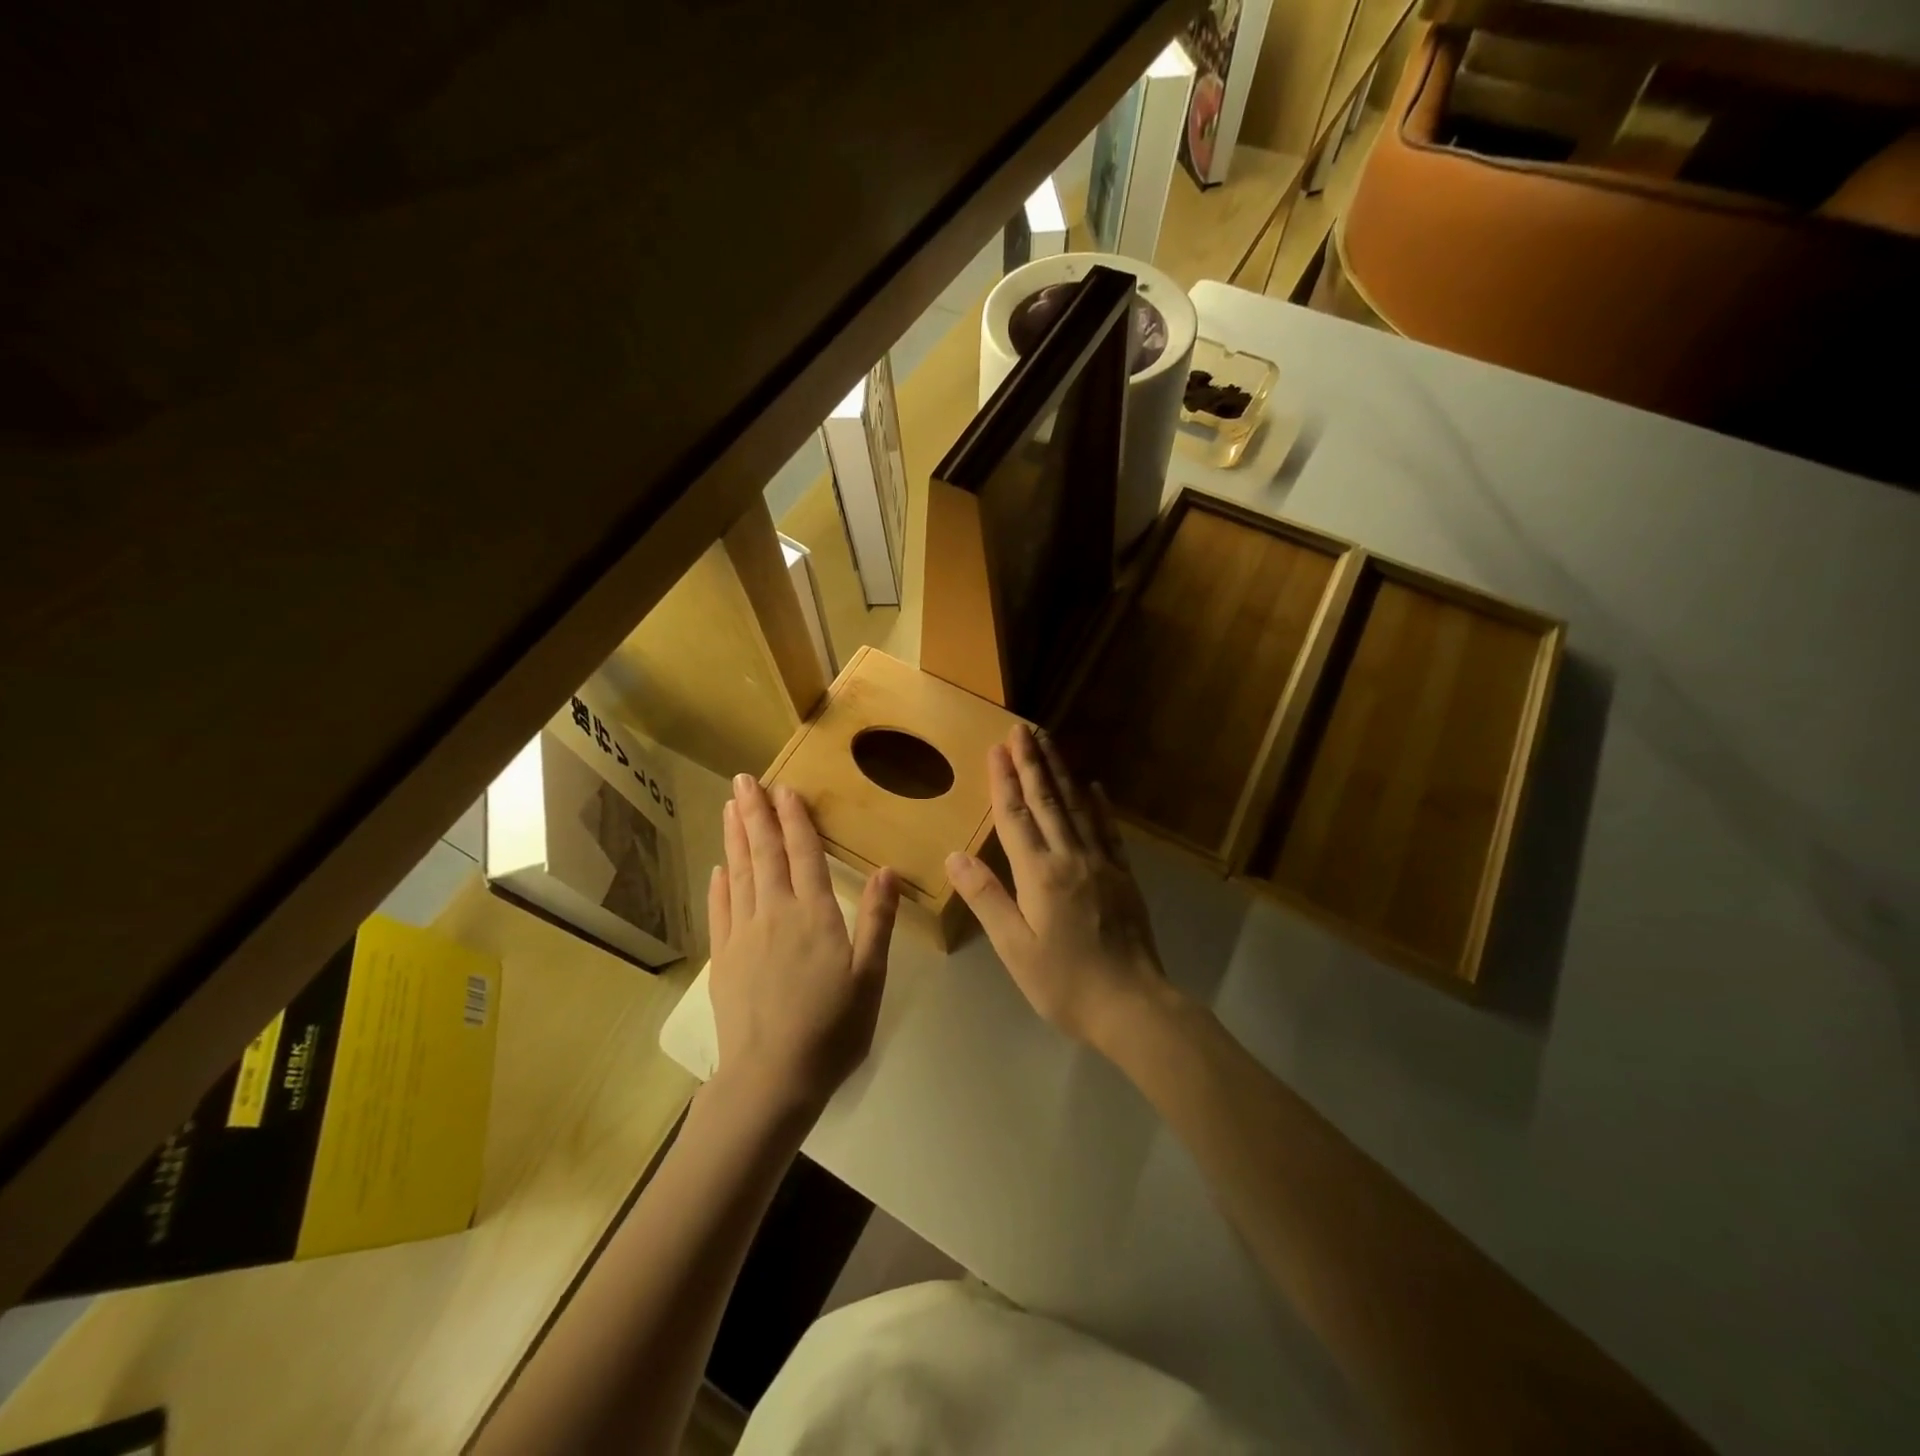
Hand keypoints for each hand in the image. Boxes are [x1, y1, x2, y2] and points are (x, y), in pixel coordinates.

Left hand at [708, 775, 898, 1118]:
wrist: (771, 1079)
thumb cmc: (832, 1029)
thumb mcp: (870, 977)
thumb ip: (877, 920)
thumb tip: (886, 869)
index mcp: (815, 915)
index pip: (804, 854)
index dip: (795, 819)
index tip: (786, 788)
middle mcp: (775, 913)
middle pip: (764, 853)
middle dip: (756, 813)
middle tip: (745, 780)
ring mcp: (743, 935)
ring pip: (738, 873)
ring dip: (734, 837)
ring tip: (730, 805)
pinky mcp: (723, 959)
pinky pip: (720, 910)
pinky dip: (719, 884)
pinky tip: (718, 867)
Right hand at [946, 724, 1167, 1049]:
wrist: (1133, 1005)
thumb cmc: (1065, 983)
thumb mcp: (1015, 948)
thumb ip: (987, 898)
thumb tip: (954, 856)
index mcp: (1040, 874)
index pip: (1016, 817)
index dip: (1004, 780)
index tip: (998, 747)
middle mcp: (1071, 858)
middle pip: (1048, 801)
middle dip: (1032, 762)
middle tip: (1023, 728)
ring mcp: (1101, 864)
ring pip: (1078, 807)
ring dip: (1061, 773)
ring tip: (1050, 743)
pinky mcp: (1123, 876)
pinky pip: (1108, 831)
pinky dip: (1099, 805)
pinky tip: (1095, 786)